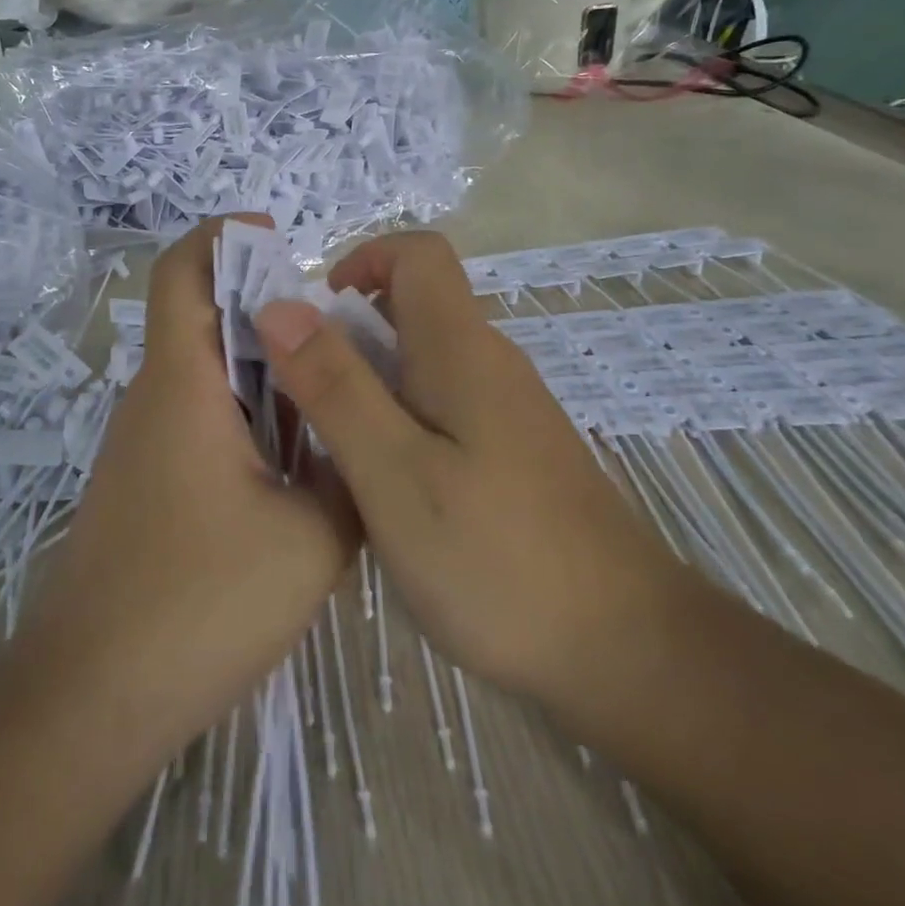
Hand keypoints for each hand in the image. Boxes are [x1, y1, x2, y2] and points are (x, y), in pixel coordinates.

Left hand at [16, 216, 358, 758]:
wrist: (94, 696)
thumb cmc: (201, 604)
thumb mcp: (312, 539)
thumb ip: (346, 474)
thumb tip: (356, 441)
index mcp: (182, 385)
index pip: (182, 272)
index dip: (225, 237)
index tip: (283, 243)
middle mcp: (154, 398)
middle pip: (202, 318)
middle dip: (268, 311)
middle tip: (340, 341)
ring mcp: (143, 442)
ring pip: (206, 373)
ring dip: (263, 372)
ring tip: (330, 401)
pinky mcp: (145, 481)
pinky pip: (199, 419)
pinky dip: (246, 416)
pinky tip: (294, 465)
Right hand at [253, 232, 684, 709]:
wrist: (625, 652)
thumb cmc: (497, 557)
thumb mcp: (394, 471)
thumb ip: (335, 385)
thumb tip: (279, 305)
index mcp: (461, 348)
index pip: (418, 253)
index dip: (360, 261)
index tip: (311, 319)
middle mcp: (488, 363)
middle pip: (412, 306)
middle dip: (346, 331)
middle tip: (300, 396)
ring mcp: (506, 411)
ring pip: (422, 361)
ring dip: (366, 381)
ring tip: (329, 445)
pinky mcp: (512, 454)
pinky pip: (440, 406)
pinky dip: (397, 420)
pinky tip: (383, 485)